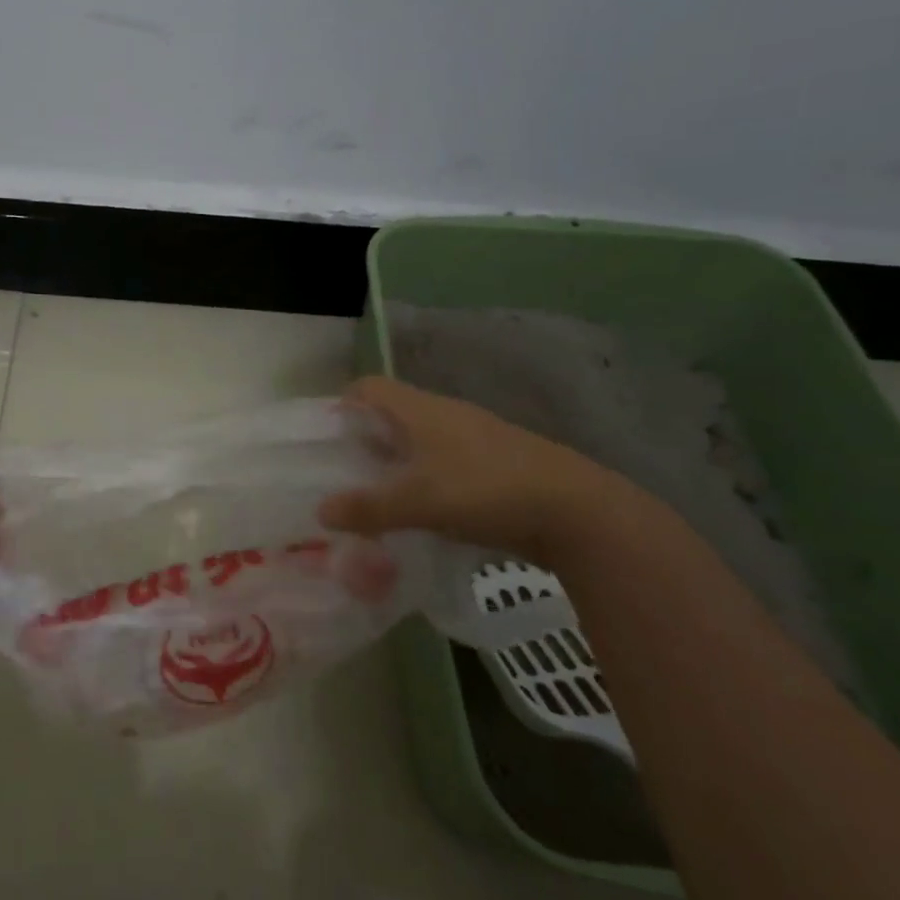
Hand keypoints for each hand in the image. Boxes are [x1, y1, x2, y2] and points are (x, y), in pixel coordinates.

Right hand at [319, 376, 630, 563]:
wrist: (578, 512)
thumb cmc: (487, 491)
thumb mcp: (419, 502)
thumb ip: (368, 507)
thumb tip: (321, 511)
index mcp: (422, 410)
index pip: (370, 387)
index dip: (342, 403)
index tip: (323, 436)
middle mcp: (446, 415)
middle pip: (392, 415)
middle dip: (365, 439)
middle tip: (342, 472)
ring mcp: (475, 439)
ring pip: (420, 442)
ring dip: (396, 462)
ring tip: (377, 495)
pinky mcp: (496, 465)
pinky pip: (445, 464)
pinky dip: (425, 480)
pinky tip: (423, 511)